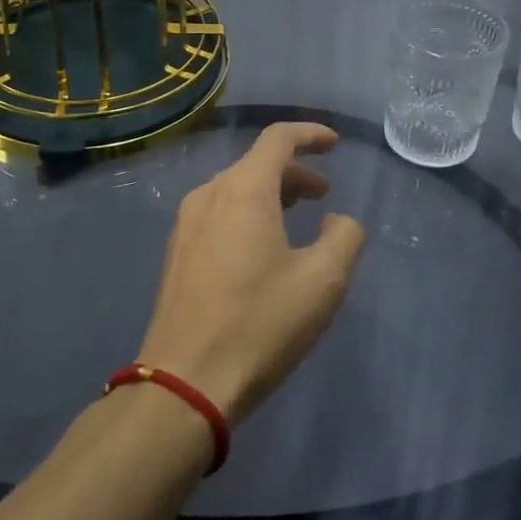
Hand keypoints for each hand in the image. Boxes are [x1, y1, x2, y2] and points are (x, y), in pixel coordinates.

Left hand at [137, 123, 366, 426]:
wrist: (184, 384)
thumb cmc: (259, 324)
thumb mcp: (323, 281)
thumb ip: (344, 236)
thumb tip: (337, 220)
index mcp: (244, 190)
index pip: (278, 139)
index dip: (310, 135)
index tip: (334, 144)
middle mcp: (209, 195)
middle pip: (257, 164)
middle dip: (295, 172)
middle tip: (323, 195)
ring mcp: (186, 224)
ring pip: (236, 189)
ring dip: (271, 194)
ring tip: (296, 218)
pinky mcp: (176, 253)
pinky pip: (218, 213)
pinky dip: (247, 213)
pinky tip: (261, 248)